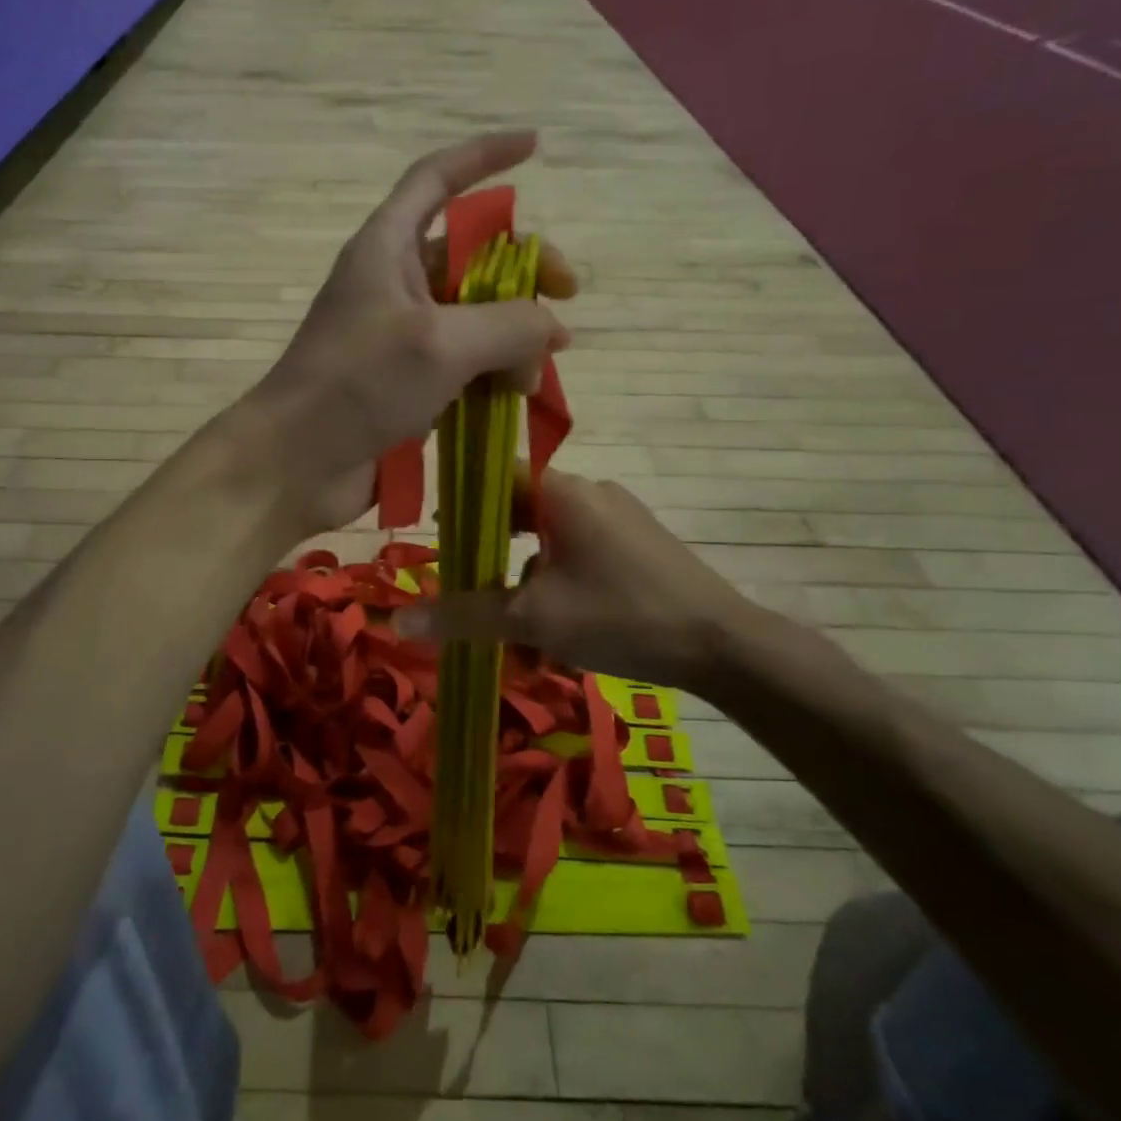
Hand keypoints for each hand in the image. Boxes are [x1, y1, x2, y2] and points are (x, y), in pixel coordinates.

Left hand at [241, 131, 576, 535]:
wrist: (295, 463)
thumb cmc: (359, 385)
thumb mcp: (442, 343)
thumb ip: (510, 325)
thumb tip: (550, 330)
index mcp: (387, 248)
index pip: (436, 178)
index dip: (483, 156)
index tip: (534, 145)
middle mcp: (393, 285)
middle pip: (470, 255)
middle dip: (522, 271)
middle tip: (566, 299)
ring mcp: (399, 338)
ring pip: (473, 317)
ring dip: (513, 336)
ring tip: (536, 373)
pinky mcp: (405, 385)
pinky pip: (462, 364)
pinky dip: (492, 373)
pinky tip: (517, 396)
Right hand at [396, 469, 764, 691]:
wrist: (723, 645)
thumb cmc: (620, 616)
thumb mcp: (533, 618)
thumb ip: (464, 615)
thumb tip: (398, 620)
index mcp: (564, 492)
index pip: (496, 474)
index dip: (462, 500)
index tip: (439, 536)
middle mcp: (591, 492)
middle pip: (521, 509)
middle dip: (492, 552)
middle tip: (469, 588)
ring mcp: (620, 517)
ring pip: (551, 538)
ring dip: (526, 577)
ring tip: (515, 629)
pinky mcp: (639, 544)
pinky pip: (581, 551)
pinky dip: (558, 582)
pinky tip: (559, 628)